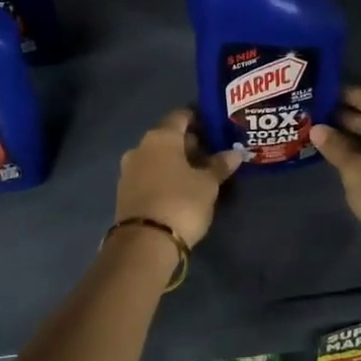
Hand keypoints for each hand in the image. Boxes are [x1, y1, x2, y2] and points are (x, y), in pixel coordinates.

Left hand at [114, 109, 242, 246]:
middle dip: (190, 144)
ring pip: (158, 157)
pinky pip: (149, 175)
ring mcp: (129, 170)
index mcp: (160, 137)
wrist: (144, 244)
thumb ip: (220, 165)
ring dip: (177, 162)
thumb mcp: (207, 184)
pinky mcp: (124, 192)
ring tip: (200, 174)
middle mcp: (140, 147)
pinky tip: (180, 189)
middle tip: (213, 154)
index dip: (199, 119)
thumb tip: (236, 153)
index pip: (181, 116)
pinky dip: (165, 176)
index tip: (216, 128)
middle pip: (168, 137)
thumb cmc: (181, 203)